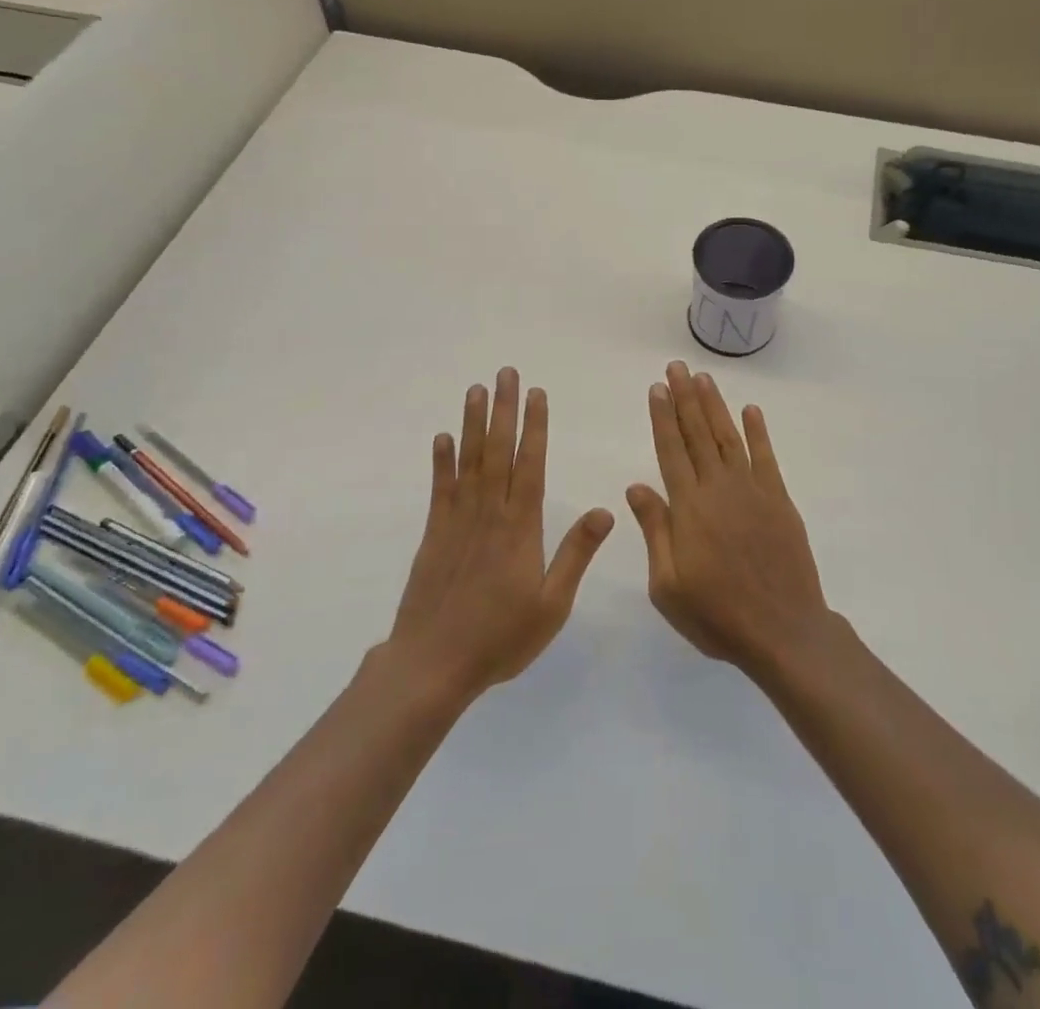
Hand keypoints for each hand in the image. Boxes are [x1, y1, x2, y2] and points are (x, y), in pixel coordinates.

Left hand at [387, 369, 613, 699]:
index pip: (530, 465)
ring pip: (469, 461)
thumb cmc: (500, 637)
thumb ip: (576, 554)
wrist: (433, 664)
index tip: (537, 394)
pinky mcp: (434, 534)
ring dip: (474, 423)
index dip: (534, 427)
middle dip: (504, 409)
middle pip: (498, 451)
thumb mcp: (552, 604)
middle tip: (506, 374)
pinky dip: (442, 461)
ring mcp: (457, 521)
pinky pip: (440, 489)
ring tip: (477, 390)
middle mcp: (489, 514)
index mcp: (520, 527)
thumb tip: (605, 511)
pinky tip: (443, 437)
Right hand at [627, 361, 828, 676]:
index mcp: (689, 507)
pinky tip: (751, 410)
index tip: (656, 388)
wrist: (782, 630)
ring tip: (704, 378)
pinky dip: (758, 431)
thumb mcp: (668, 585)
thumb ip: (655, 530)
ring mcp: (752, 491)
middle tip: (676, 367)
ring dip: (715, 406)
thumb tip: (636, 485)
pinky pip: (766, 457)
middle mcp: (719, 488)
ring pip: (729, 437)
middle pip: (698, 433)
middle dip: (685, 398)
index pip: (670, 450)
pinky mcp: (779, 500)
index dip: (662, 417)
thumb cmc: (717, 615)